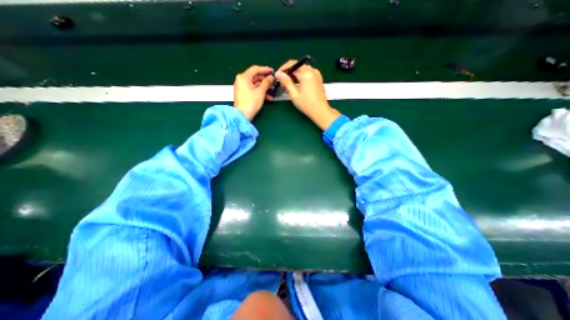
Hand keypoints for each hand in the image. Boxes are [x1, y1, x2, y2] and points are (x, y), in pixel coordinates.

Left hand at [233, 64, 274, 119]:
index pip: (255, 69)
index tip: (273, 71)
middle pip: (255, 77)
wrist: (242, 116)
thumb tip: (271, 77)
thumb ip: (266, 83)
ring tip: (272, 91)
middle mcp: (241, 80)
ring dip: (264, 87)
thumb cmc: (251, 103)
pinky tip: (268, 97)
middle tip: (273, 82)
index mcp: (243, 77)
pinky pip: (253, 90)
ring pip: (255, 84)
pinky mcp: (243, 94)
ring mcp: (242, 88)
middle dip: (265, 80)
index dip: (265, 70)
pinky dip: (260, 92)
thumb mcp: (260, 92)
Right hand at [275, 60, 337, 129]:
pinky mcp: (318, 79)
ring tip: (289, 86)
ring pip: (302, 70)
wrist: (320, 111)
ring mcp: (316, 74)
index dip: (283, 68)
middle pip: (298, 66)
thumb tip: (278, 73)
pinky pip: (307, 74)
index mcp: (306, 73)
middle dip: (289, 72)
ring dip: (295, 75)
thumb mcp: (294, 94)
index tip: (278, 75)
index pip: (292, 64)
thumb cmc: (306, 104)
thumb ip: (286, 82)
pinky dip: (301, 77)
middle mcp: (312, 70)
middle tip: (283, 82)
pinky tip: (297, 86)